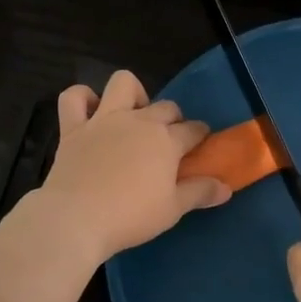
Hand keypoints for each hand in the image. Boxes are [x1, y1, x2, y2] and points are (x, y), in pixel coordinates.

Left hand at [37, 70, 230, 262]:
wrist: (76, 218)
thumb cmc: (131, 216)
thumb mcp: (173, 210)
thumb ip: (200, 193)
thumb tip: (226, 187)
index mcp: (166, 140)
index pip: (193, 130)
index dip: (200, 135)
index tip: (200, 144)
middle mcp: (138, 121)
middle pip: (165, 107)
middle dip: (173, 118)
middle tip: (168, 141)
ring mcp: (103, 120)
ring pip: (123, 83)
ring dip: (133, 93)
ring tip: (133, 114)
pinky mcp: (73, 128)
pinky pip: (74, 97)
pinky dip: (83, 98)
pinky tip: (90, 112)